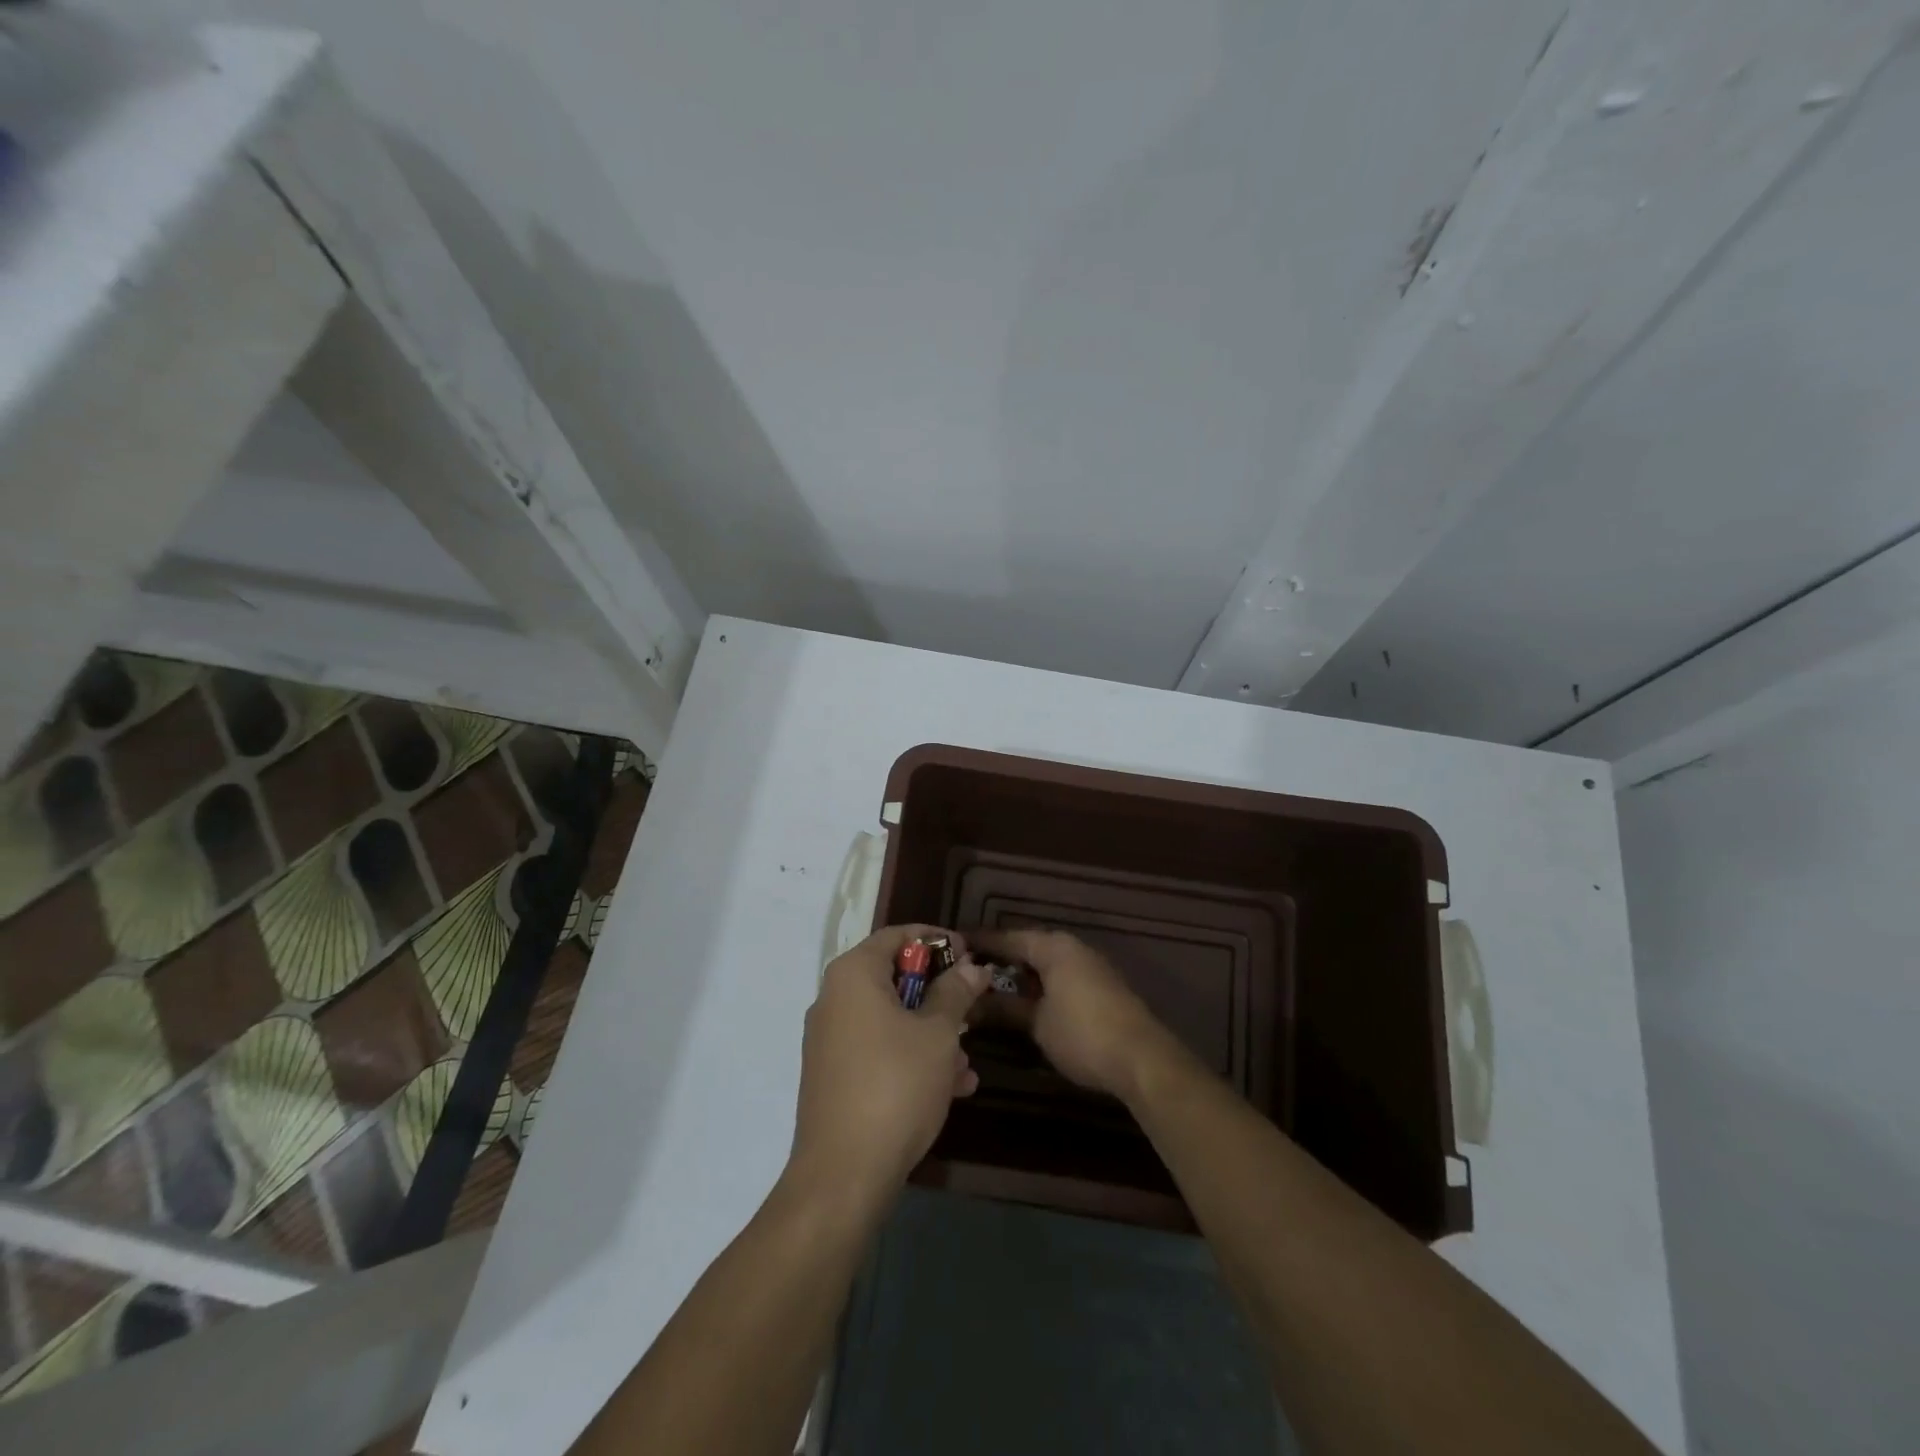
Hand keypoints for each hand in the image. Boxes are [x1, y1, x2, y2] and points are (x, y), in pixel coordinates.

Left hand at [786, 925, 987, 1214]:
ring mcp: (830, 1040)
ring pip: (890, 1019)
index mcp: (853, 975)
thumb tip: (972, 966)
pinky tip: (952, 1087)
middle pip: (894, 977)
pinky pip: (879, 1050)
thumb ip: (956, 993)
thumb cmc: (895, 1085)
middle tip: (973, 1007)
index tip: (969, 954)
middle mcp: (834, 999)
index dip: (936, 940)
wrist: (843, 1175)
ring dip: (932, 1032)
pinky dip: (912, 1058)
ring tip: (967, 1061)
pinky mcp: (834, 1076)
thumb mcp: (937, 1034)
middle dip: (939, 993)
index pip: (896, 935)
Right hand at [968, 928, 1179, 1102]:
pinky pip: (1058, 976)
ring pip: (1043, 963)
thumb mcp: (1037, 1023)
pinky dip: (1037, 985)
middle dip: (998, 959)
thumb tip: (972, 1004)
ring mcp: (1088, 967)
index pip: (1007, 937)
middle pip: (1027, 947)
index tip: (952, 945)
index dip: (979, 942)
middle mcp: (1071, 948)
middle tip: (965, 971)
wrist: (1142, 1059)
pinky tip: (1021, 1001)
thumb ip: (1004, 1008)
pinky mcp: (1099, 988)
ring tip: (987, 988)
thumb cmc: (1083, 1034)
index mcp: (1053, 946)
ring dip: (1018, 975)